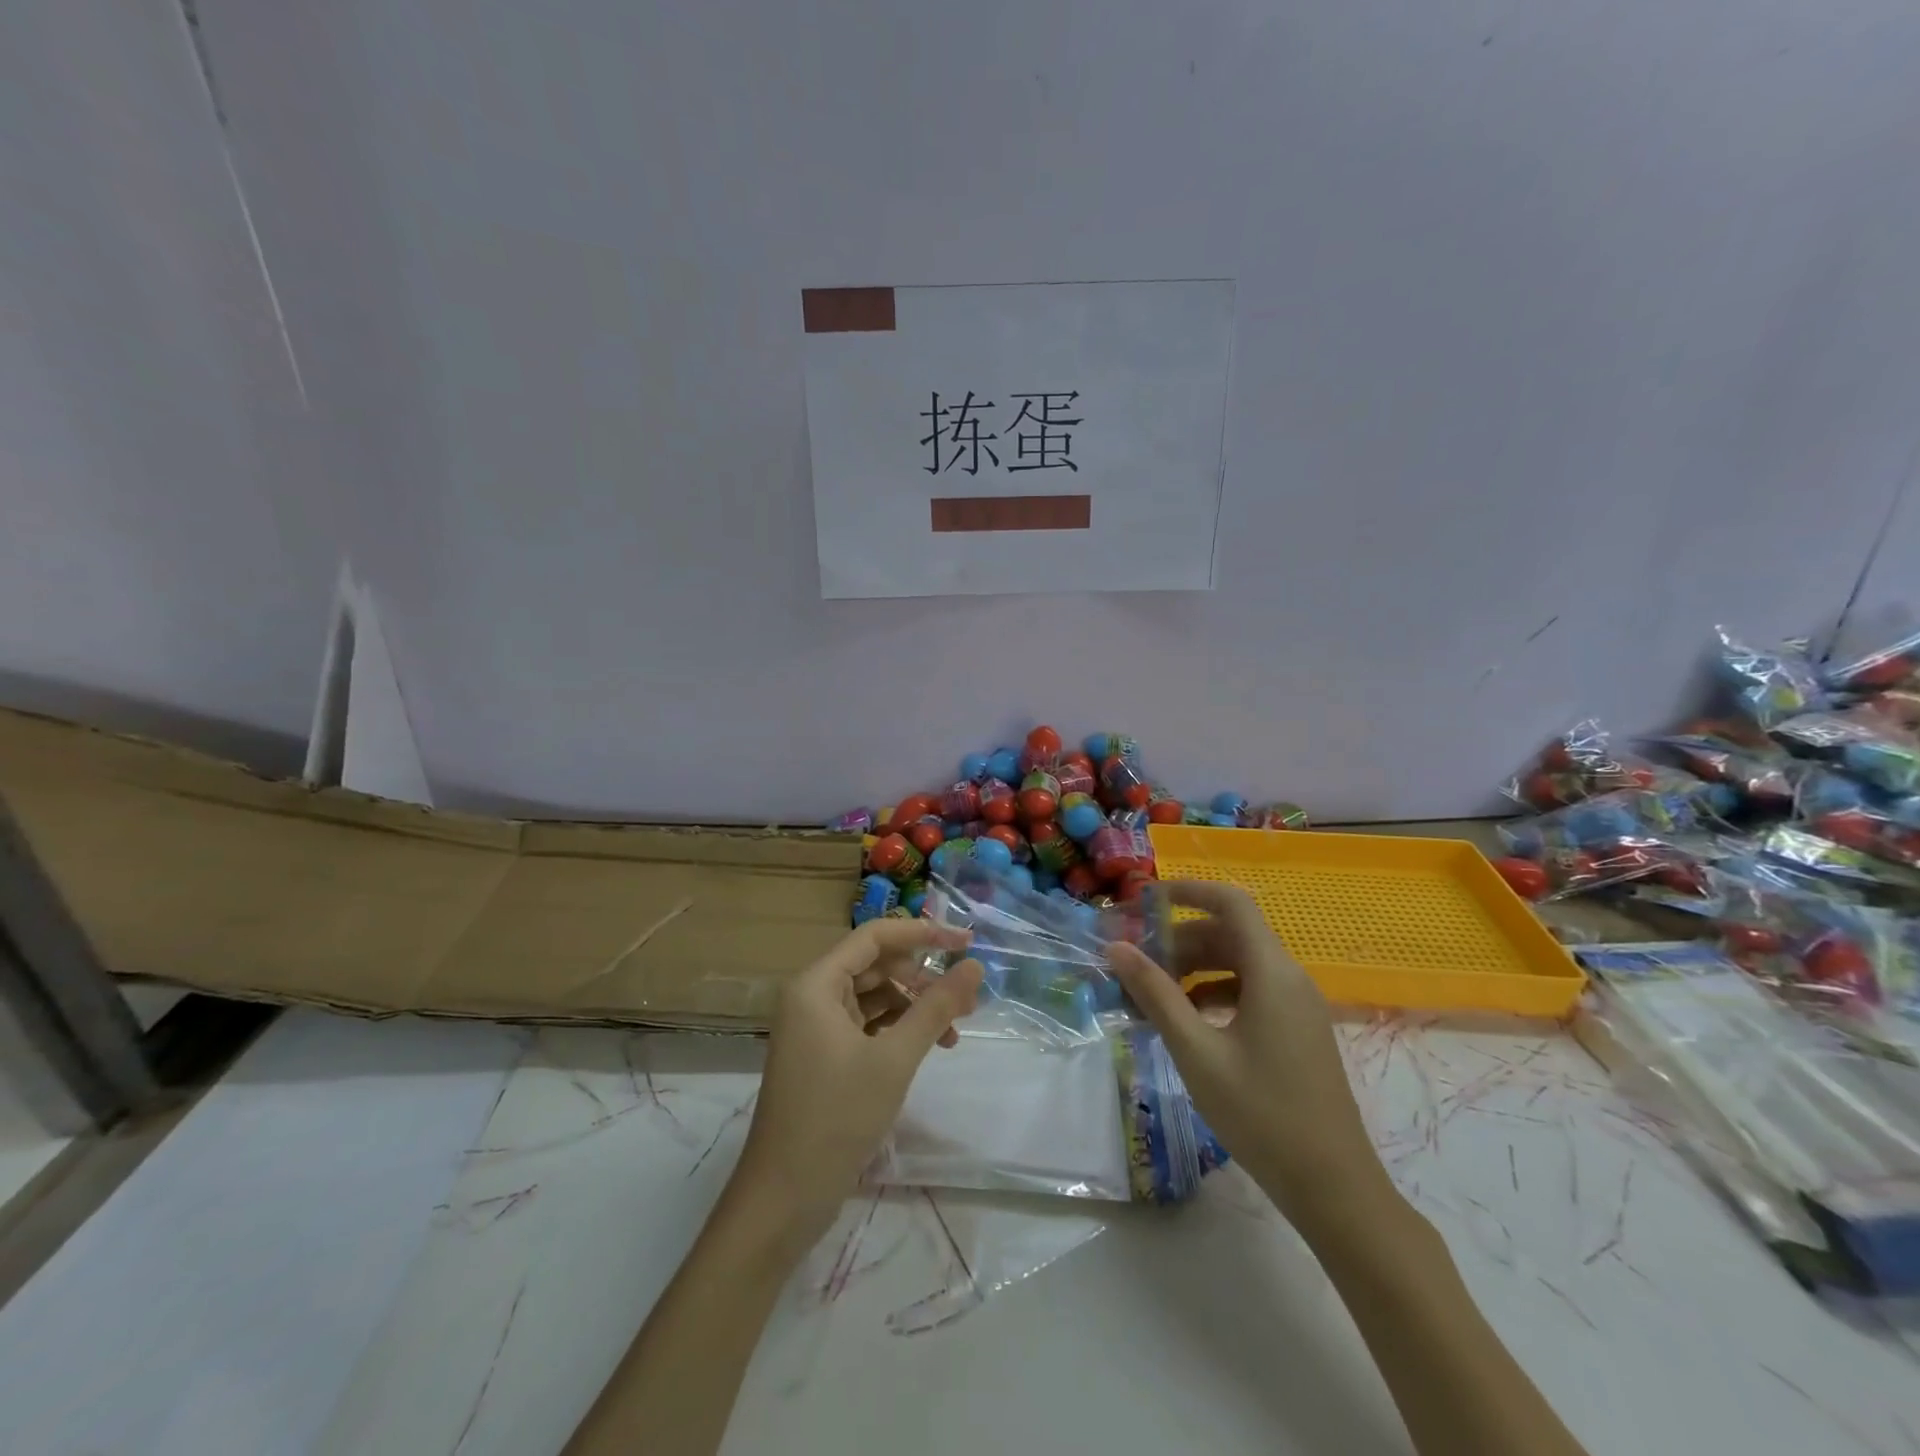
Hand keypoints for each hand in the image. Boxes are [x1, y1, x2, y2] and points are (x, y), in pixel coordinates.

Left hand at [730, 919, 983, 1243]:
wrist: (784, 1198)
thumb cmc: (837, 1117)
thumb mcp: (895, 1058)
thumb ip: (936, 1008)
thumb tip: (973, 966)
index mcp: (816, 984)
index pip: (874, 937)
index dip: (921, 933)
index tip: (965, 942)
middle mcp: (811, 996)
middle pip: (875, 965)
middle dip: (922, 978)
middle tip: (967, 997)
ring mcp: (815, 1027)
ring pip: (873, 997)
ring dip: (913, 1006)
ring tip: (955, 1030)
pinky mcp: (823, 1055)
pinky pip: (865, 1024)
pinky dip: (897, 1029)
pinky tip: (927, 1046)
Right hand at [1106, 882, 1384, 1226]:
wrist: (1334, 1188)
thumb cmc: (1262, 1114)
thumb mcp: (1197, 1052)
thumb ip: (1156, 994)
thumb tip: (1117, 948)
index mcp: (1271, 972)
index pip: (1231, 903)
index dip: (1188, 891)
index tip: (1145, 901)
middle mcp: (1288, 978)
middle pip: (1229, 934)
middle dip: (1178, 939)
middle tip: (1135, 959)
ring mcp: (1296, 1006)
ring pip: (1237, 964)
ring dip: (1193, 968)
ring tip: (1150, 993)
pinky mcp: (1296, 1031)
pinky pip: (1249, 991)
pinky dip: (1213, 993)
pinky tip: (1185, 1020)